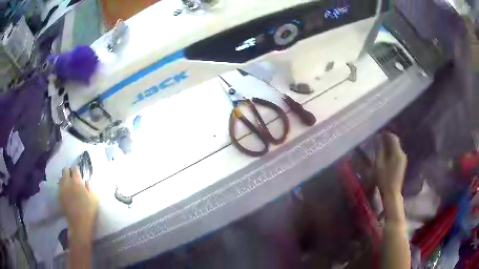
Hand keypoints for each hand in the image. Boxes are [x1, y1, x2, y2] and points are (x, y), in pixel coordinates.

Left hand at [59, 167, 98, 239]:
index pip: (75, 169)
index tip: (79, 173)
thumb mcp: (94, 198)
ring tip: (69, 183)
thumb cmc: (89, 211)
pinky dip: (62, 186)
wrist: (79, 224)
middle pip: (65, 170)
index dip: (77, 170)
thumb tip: (86, 181)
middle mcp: (67, 182)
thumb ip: (90, 187)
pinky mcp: (59, 196)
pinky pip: (59, 186)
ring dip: (65, 178)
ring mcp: (62, 189)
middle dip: (69, 171)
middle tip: (73, 177)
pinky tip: (66, 191)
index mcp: (77, 181)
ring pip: (61, 177)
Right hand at [374, 132, 407, 197]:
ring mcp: (403, 159)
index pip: (393, 137)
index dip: (386, 134)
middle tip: (379, 140)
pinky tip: (386, 155)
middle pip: (395, 142)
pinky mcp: (402, 164)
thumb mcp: (378, 165)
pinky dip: (392, 151)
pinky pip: (397, 153)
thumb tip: (379, 142)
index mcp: (397, 153)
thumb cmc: (384, 179)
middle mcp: (402, 154)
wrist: (392, 193)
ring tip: (381, 147)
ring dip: (390, 145)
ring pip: (396, 147)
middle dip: (388, 139)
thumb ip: (379, 152)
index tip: (379, 134)